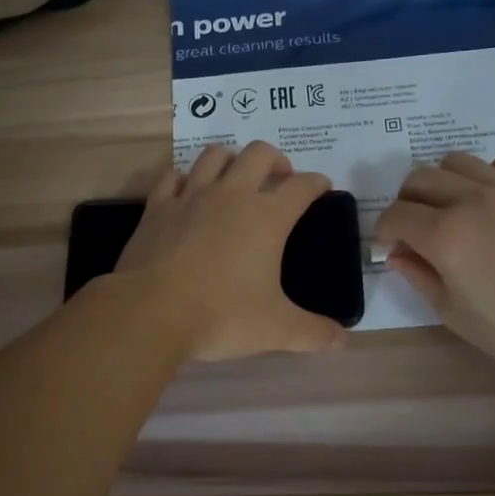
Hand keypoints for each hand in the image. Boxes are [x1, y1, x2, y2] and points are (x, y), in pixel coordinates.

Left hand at [114, 142, 347, 361]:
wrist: (151, 311)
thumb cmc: (221, 316)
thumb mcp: (276, 330)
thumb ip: (313, 333)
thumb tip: (344, 342)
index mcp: (267, 217)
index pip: (302, 186)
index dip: (317, 183)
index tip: (322, 188)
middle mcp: (231, 195)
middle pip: (259, 154)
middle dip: (276, 159)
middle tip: (279, 179)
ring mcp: (190, 197)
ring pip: (214, 156)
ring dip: (231, 160)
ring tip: (235, 178)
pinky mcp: (157, 207)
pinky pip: (172, 177)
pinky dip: (184, 179)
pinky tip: (187, 193)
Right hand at [375, 151, 494, 380]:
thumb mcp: (454, 314)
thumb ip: (419, 277)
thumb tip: (397, 253)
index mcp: (445, 236)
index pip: (396, 215)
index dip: (384, 231)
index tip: (389, 247)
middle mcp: (471, 201)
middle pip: (419, 179)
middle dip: (406, 202)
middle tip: (415, 228)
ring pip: (457, 161)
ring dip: (442, 181)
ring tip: (451, 208)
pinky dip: (488, 174)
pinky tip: (492, 199)